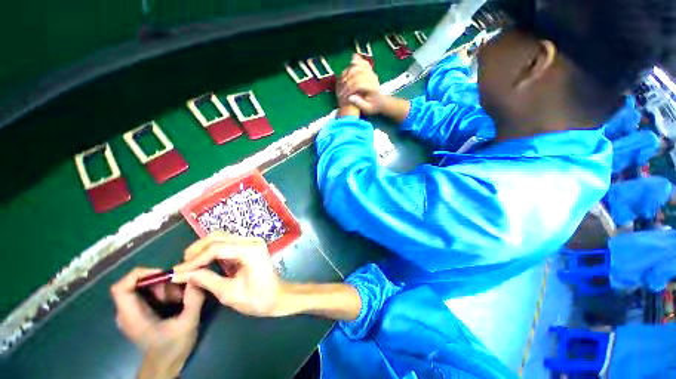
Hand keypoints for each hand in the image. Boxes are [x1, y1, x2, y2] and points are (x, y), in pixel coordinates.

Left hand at [111, 268, 204, 378]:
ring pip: (143, 288)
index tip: (163, 273)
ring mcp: (131, 313)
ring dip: (163, 287)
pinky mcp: (138, 313)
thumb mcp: (188, 323)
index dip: (139, 275)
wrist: (165, 365)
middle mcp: (127, 312)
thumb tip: (198, 276)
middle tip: (178, 286)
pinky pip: (147, 294)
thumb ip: (193, 299)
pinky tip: (176, 301)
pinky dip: (163, 292)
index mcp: (132, 316)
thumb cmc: (173, 347)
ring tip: (180, 297)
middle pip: (136, 285)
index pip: (121, 288)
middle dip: (159, 281)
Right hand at [172, 233, 284, 316]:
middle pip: (219, 237)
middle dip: (197, 250)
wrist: (277, 296)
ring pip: (222, 237)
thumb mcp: (229, 293)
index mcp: (250, 250)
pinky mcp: (249, 246)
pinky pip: (227, 243)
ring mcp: (251, 241)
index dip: (195, 259)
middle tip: (182, 267)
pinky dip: (212, 250)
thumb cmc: (257, 298)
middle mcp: (251, 241)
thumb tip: (181, 274)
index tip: (177, 272)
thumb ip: (206, 281)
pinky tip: (202, 261)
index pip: (217, 248)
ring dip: (203, 248)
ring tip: (189, 264)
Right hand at [337, 54, 383, 114]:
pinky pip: (363, 63)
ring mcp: (372, 73)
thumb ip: (359, 104)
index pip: (358, 84)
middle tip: (341, 89)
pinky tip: (350, 64)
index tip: (343, 97)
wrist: (381, 102)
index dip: (349, 89)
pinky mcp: (371, 71)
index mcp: (372, 88)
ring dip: (349, 72)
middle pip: (357, 74)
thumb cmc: (373, 107)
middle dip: (347, 81)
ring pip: (359, 67)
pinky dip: (357, 61)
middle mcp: (373, 79)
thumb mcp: (367, 109)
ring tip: (343, 81)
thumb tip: (349, 98)